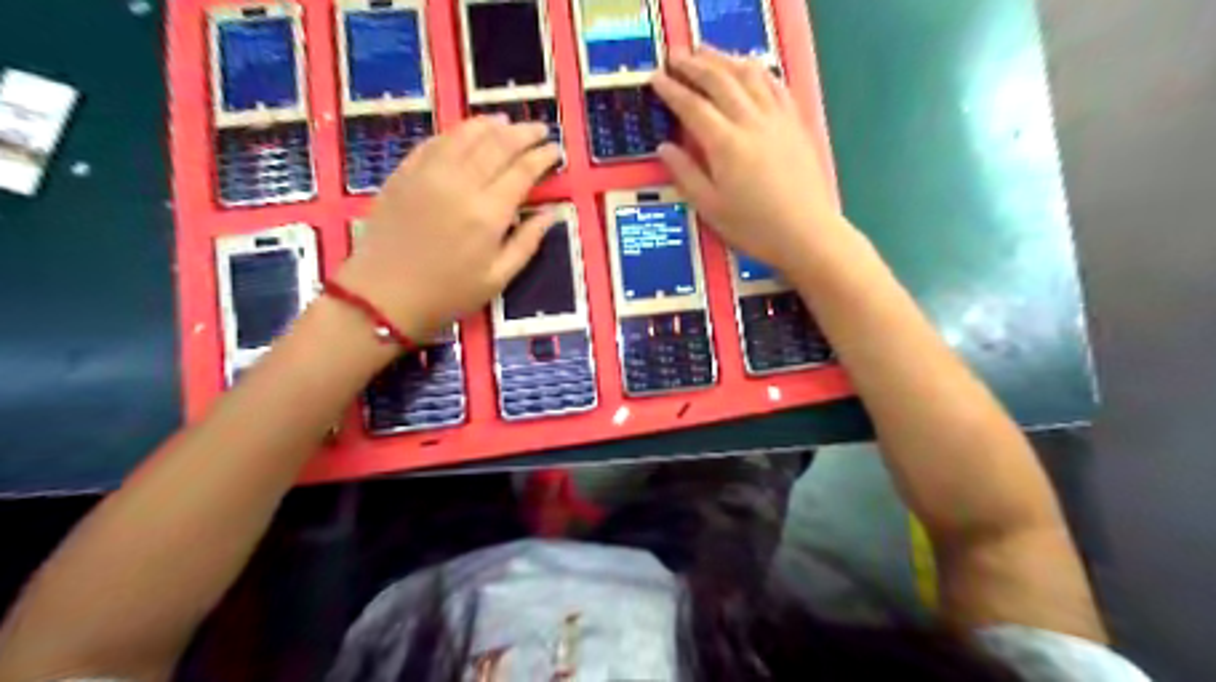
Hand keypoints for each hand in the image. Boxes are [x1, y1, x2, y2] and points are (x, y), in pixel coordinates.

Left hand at [332, 118, 558, 341]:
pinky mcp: (404, 173)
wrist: (383, 297)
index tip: (555, 150)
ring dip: (490, 125)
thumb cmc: (447, 294)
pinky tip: (466, 132)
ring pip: (465, 135)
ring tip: (506, 121)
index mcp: (488, 213)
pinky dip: (456, 132)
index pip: (522, 171)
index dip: (542, 156)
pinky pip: (435, 142)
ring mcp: (428, 174)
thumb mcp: (498, 279)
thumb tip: (551, 213)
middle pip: (497, 145)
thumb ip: (527, 243)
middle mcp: (460, 184)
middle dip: (523, 133)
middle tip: (539, 128)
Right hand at [657, 49, 846, 275]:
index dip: (671, 89)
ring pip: (748, 74)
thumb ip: (686, 174)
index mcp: (725, 145)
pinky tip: (748, 68)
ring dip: (723, 59)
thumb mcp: (711, 208)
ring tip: (706, 53)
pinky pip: (774, 84)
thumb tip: (665, 148)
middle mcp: (751, 122)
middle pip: (719, 80)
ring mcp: (777, 118)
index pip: (692, 106)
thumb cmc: (755, 227)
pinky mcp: (795, 122)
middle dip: (693, 64)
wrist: (806, 233)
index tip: (656, 78)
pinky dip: (756, 70)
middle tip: (675, 56)